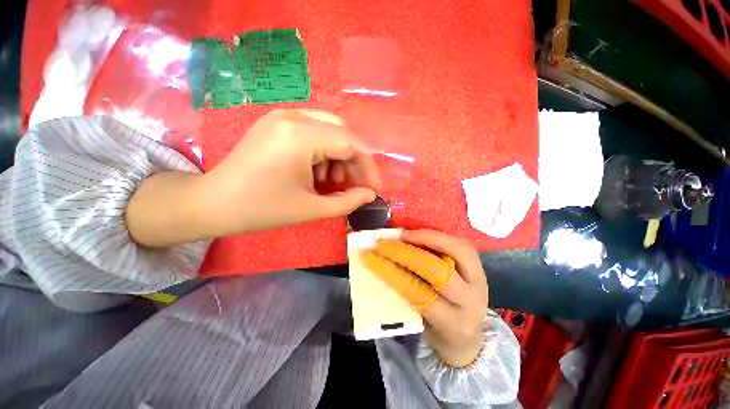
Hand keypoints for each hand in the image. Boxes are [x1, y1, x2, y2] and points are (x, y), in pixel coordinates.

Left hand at [203, 109, 379, 234]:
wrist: (213, 203)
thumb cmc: (261, 209)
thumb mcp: (311, 209)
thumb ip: (347, 202)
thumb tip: (370, 194)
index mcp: (300, 136)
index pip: (352, 145)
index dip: (368, 168)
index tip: (374, 189)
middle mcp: (294, 116)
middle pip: (343, 133)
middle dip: (355, 162)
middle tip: (355, 186)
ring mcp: (284, 116)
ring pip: (331, 131)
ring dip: (340, 158)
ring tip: (332, 183)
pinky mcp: (278, 122)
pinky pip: (315, 132)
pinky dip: (324, 153)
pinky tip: (317, 173)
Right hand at [367, 230, 488, 366]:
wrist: (470, 338)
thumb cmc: (439, 332)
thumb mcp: (421, 323)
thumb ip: (406, 295)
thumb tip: (384, 264)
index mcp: (452, 322)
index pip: (416, 292)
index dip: (391, 272)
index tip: (371, 258)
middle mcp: (471, 301)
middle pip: (437, 270)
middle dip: (407, 252)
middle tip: (386, 243)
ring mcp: (480, 282)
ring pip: (457, 250)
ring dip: (427, 237)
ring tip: (406, 234)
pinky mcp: (481, 268)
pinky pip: (461, 245)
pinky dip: (438, 236)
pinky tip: (421, 233)